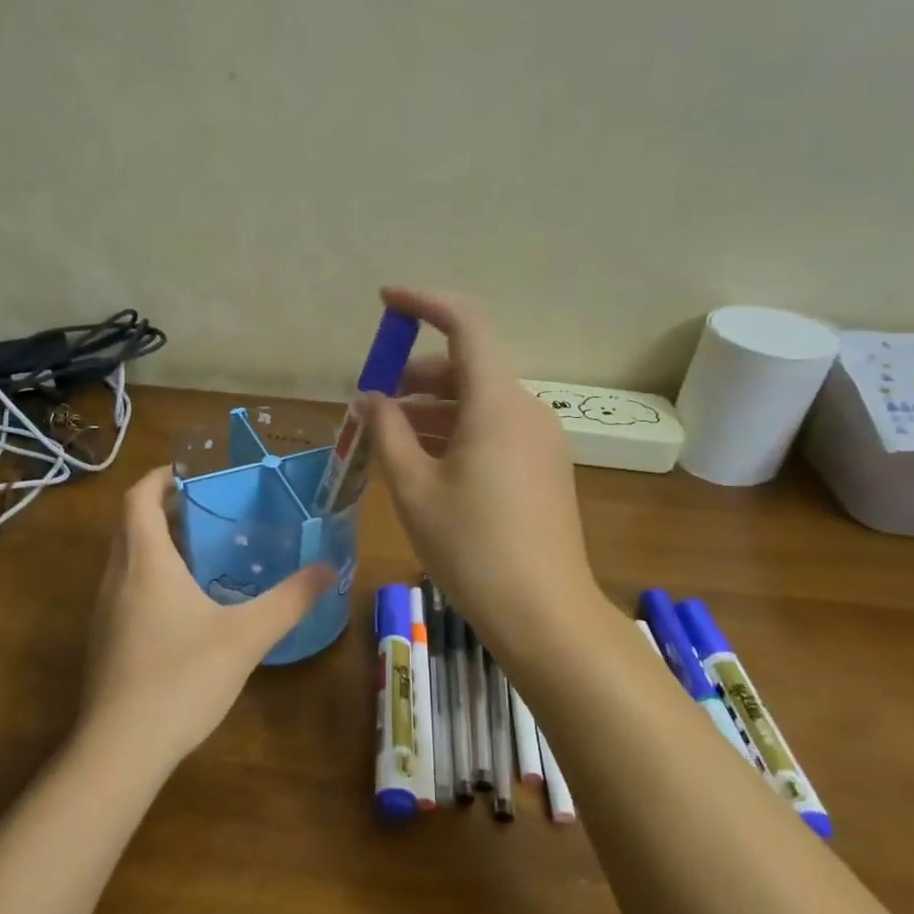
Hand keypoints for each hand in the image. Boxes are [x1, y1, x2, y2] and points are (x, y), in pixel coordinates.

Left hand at [80, 466, 330, 772]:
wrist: (121, 750)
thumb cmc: (182, 678)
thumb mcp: (246, 637)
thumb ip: (289, 601)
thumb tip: (328, 569)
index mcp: (146, 562)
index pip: (139, 498)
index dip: (160, 477)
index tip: (189, 470)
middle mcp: (117, 578)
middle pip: (131, 525)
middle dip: (163, 509)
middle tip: (207, 509)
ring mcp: (105, 612)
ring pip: (126, 560)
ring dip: (156, 545)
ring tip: (201, 553)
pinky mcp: (105, 642)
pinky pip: (126, 591)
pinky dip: (150, 579)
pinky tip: (184, 608)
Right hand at [367, 286, 600, 657]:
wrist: (543, 613)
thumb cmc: (471, 546)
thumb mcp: (414, 488)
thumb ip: (387, 432)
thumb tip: (369, 399)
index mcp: (497, 403)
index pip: (465, 325)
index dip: (423, 303)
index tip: (385, 301)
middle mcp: (526, 410)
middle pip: (467, 367)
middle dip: (415, 375)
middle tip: (372, 402)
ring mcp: (540, 440)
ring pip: (479, 402)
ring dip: (432, 409)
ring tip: (389, 437)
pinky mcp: (544, 468)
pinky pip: (494, 430)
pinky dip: (456, 432)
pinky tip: (425, 463)